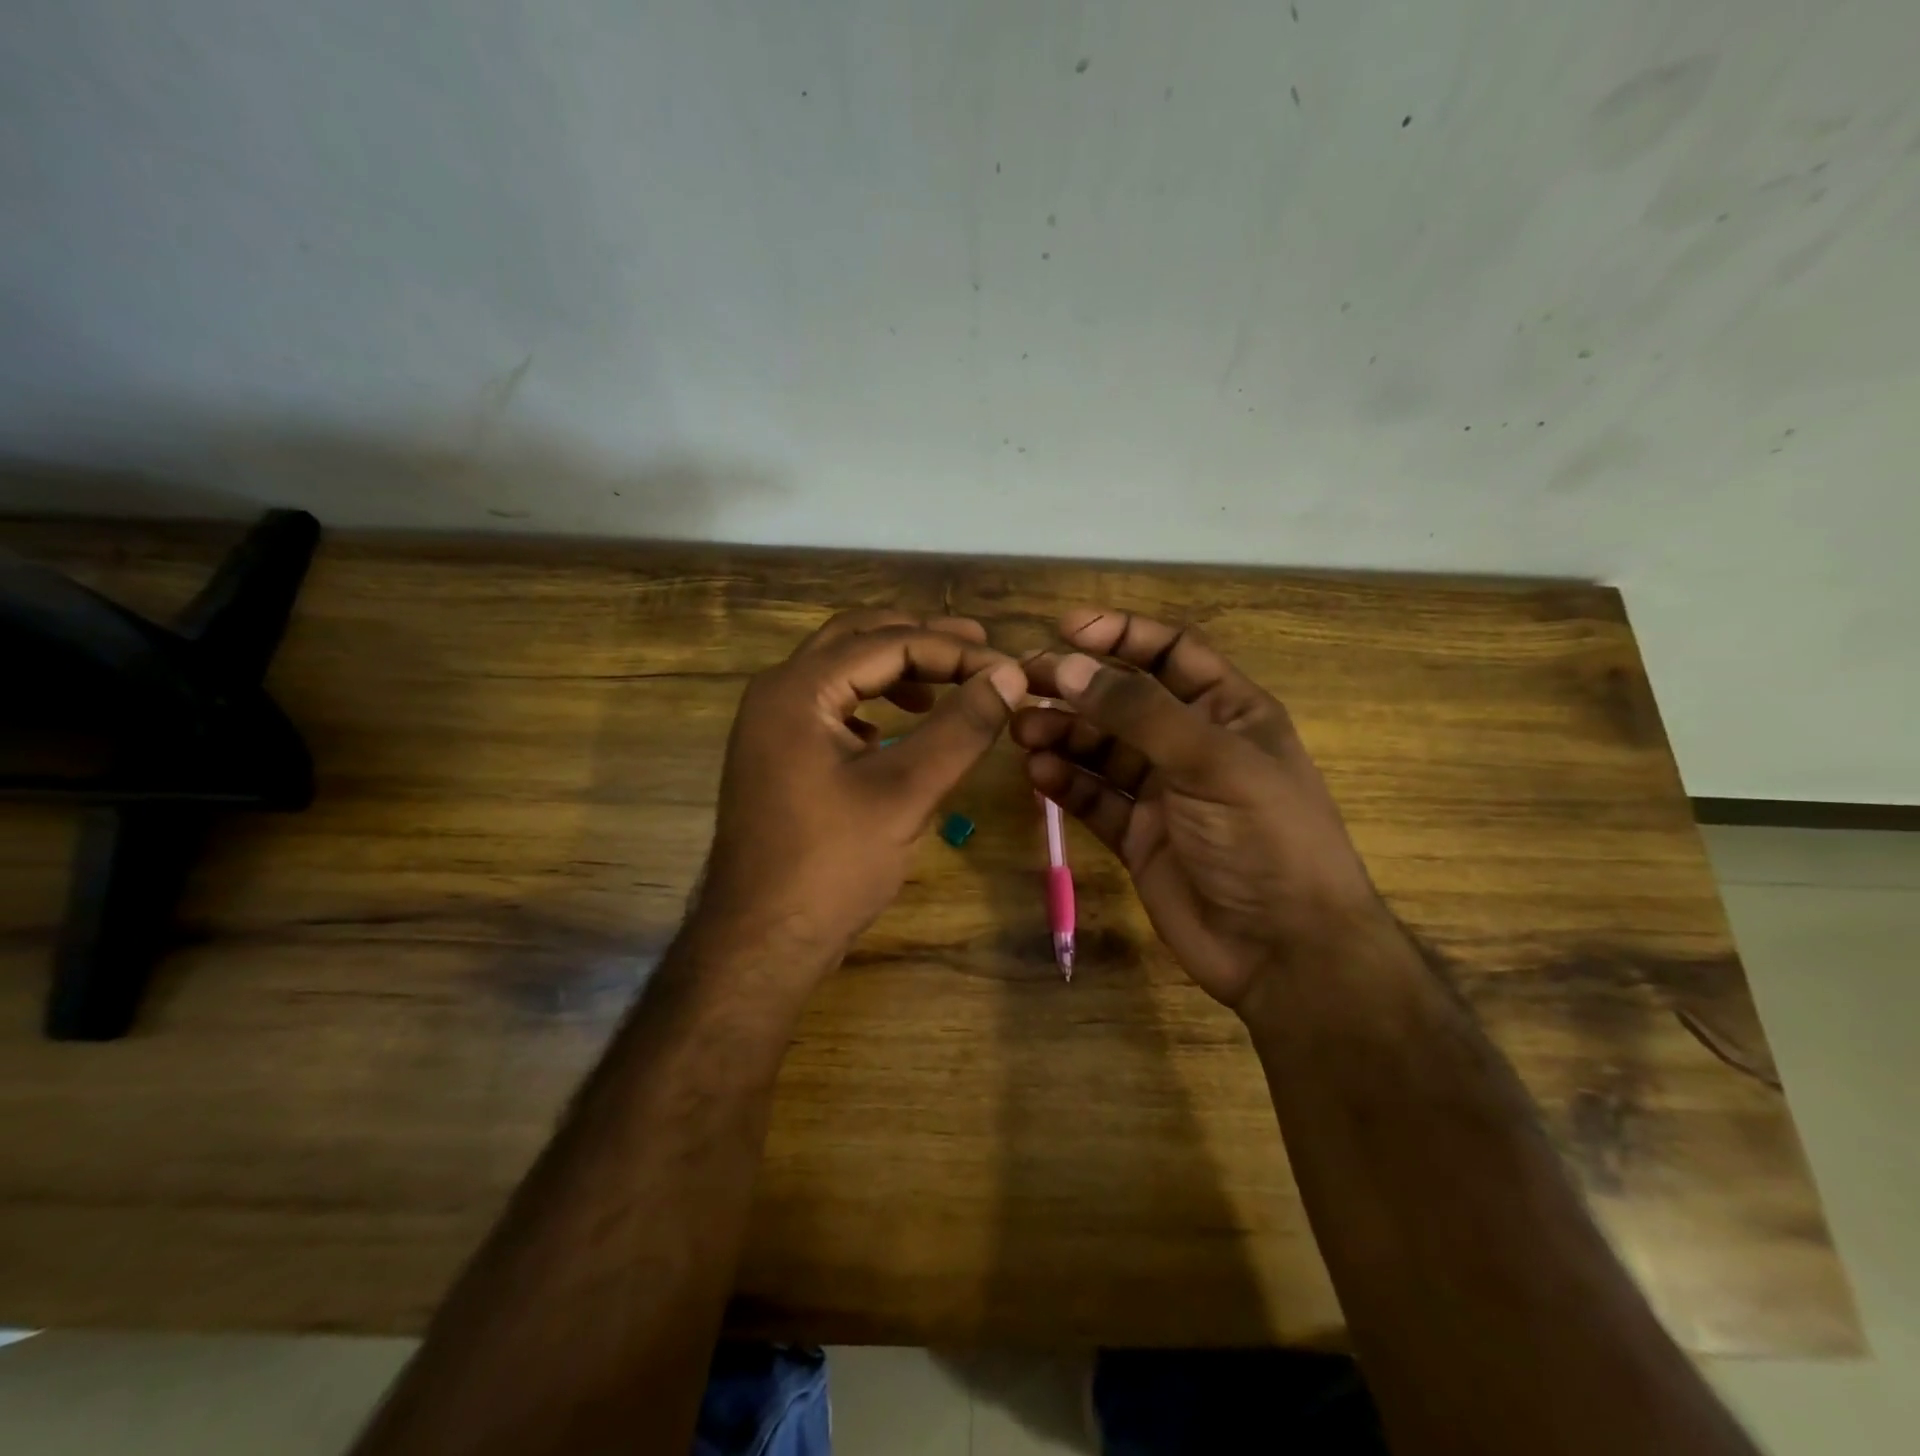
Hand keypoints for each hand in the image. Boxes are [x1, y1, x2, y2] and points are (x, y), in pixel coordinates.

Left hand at [698, 609, 1026, 968]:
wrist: (760, 941)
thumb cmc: (832, 865)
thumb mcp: (906, 792)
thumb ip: (961, 728)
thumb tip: (1009, 676)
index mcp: (798, 689)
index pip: (888, 643)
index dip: (955, 651)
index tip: (1008, 670)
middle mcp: (777, 693)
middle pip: (857, 639)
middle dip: (921, 641)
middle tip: (980, 650)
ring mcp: (771, 725)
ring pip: (841, 671)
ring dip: (895, 668)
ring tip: (947, 686)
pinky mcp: (778, 756)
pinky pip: (830, 706)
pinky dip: (871, 702)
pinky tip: (898, 727)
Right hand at [1014, 608, 1383, 1007]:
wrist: (1284, 951)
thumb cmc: (1264, 838)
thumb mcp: (1210, 762)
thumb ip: (1138, 713)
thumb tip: (1070, 666)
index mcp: (1228, 712)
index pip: (1171, 652)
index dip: (1121, 634)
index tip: (1066, 628)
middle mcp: (1192, 745)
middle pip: (1123, 700)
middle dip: (1077, 686)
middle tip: (1023, 681)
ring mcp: (1162, 793)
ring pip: (1101, 749)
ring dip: (1062, 733)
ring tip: (1023, 730)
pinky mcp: (1137, 836)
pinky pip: (1093, 797)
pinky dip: (1065, 782)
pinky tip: (1038, 772)